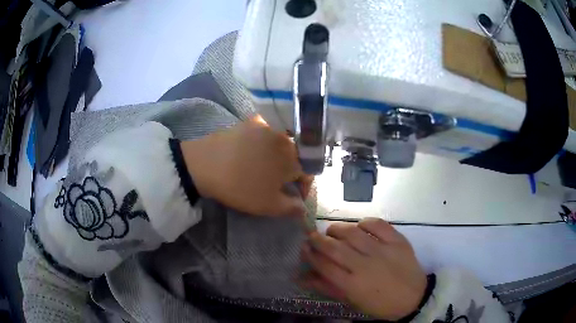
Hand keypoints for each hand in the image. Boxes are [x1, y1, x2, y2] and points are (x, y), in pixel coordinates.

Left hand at [181, 116, 310, 216]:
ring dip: (279, 155)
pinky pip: (266, 130)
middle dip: (292, 171)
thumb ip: (291, 208)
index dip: (304, 187)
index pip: (309, 173)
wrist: (205, 165)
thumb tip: (304, 208)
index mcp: (294, 159)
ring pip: (282, 143)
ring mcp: (268, 126)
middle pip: (297, 155)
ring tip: (266, 166)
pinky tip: (254, 149)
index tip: (294, 196)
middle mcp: (285, 138)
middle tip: (279, 182)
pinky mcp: (251, 121)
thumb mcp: (268, 205)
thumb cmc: (241, 187)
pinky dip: (265, 140)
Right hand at [300, 218, 426, 320]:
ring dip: (338, 229)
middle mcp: (365, 265)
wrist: (413, 297)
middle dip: (318, 240)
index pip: (324, 265)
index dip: (310, 255)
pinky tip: (359, 226)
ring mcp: (382, 251)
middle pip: (335, 248)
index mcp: (352, 284)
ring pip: (353, 233)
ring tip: (332, 231)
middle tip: (313, 236)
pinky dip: (365, 222)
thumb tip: (302, 277)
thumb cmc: (379, 303)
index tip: (303, 248)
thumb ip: (327, 287)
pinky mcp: (397, 241)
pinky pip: (377, 224)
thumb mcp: (352, 301)